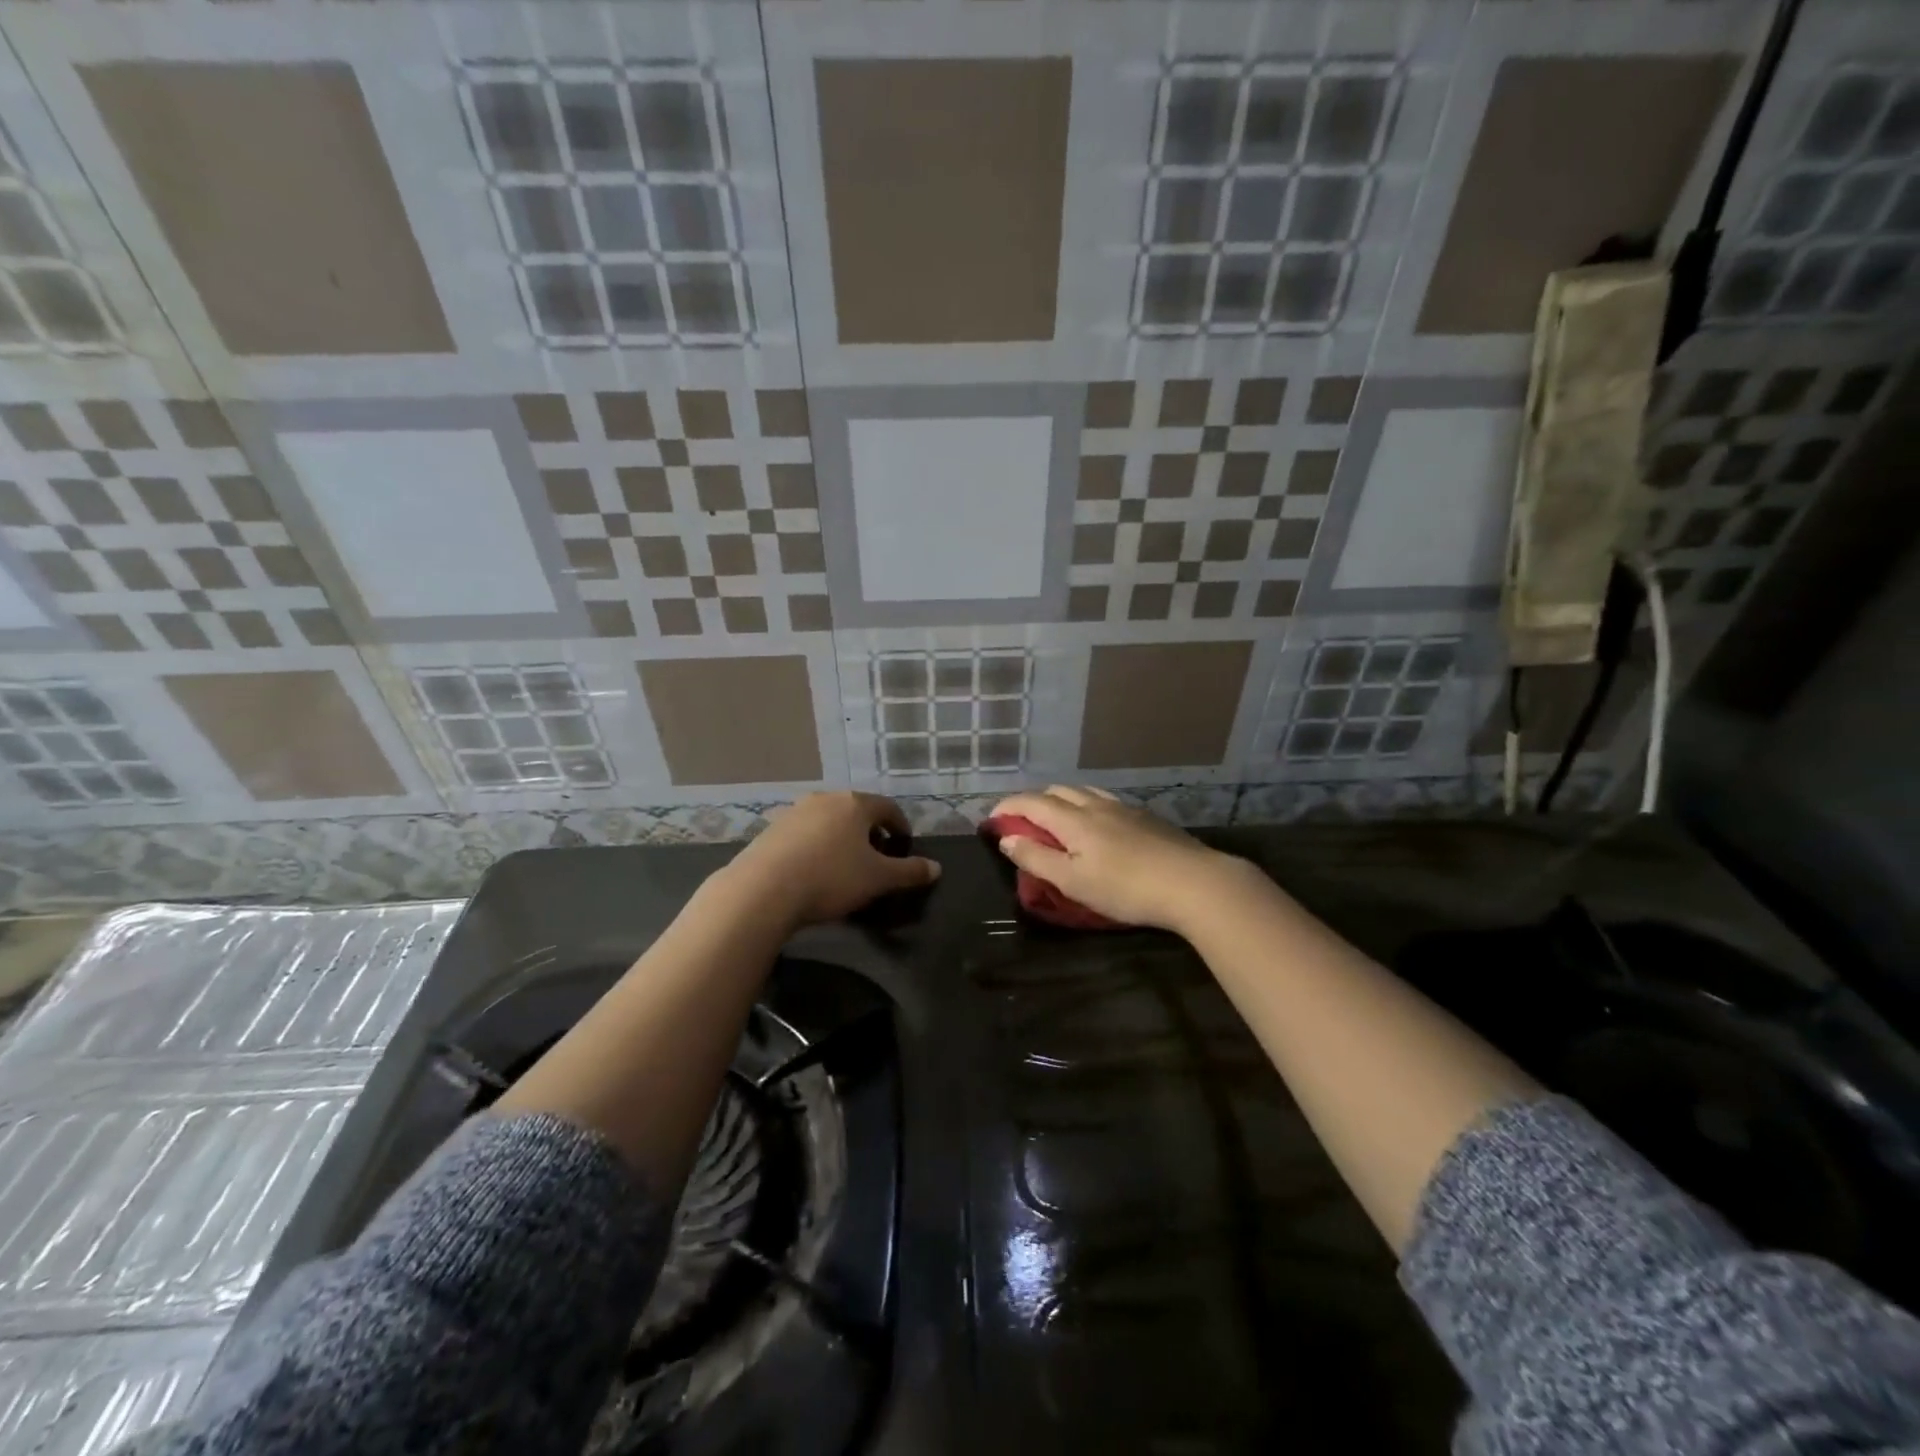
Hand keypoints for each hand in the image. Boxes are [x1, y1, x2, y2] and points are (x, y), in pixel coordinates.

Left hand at [723, 792, 939, 927]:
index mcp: (855, 804)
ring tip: (844, 866)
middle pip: (856, 811)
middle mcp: (825, 799)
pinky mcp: (770, 830)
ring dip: (841, 838)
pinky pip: (804, 834)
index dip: (900, 826)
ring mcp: (794, 812)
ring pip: (828, 821)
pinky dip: (816, 846)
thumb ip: (909, 872)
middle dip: (870, 832)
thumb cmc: (831, 878)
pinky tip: (813, 871)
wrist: (763, 890)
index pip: (887, 807)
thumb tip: (936, 868)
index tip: (903, 846)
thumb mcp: (878, 879)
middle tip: (876, 858)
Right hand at [989, 786, 1241, 933]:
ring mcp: (1124, 808)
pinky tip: (1097, 823)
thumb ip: (1036, 858)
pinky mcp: (1146, 817)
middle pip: (1057, 791)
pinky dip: (1087, 805)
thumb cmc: (1125, 888)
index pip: (1031, 802)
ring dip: (1062, 800)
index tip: (992, 818)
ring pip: (1084, 792)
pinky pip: (1106, 800)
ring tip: (1057, 819)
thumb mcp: (1072, 881)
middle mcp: (1096, 805)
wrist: (1193, 882)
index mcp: (1073, 819)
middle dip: (1033, 801)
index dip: (1008, 807)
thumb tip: (1006, 838)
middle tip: (1022, 822)